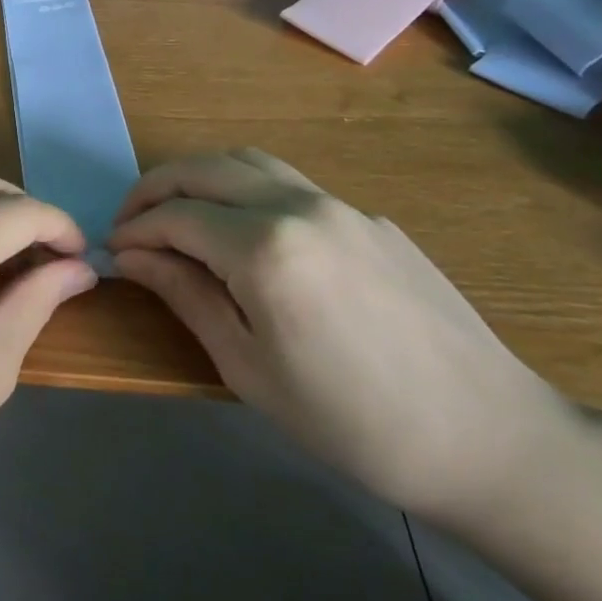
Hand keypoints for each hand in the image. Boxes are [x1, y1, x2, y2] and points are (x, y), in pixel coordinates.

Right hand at [110, 149, 573, 525]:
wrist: (489, 439)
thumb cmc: (352, 420)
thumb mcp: (248, 367)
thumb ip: (185, 296)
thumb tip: (132, 257)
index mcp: (265, 248)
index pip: (175, 216)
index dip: (135, 229)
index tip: (112, 251)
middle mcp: (299, 206)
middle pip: (205, 168)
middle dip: (155, 188)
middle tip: (129, 221)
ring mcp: (340, 205)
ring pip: (248, 161)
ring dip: (199, 177)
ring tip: (176, 213)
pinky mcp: (369, 218)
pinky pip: (289, 184)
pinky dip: (244, 190)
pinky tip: (244, 233)